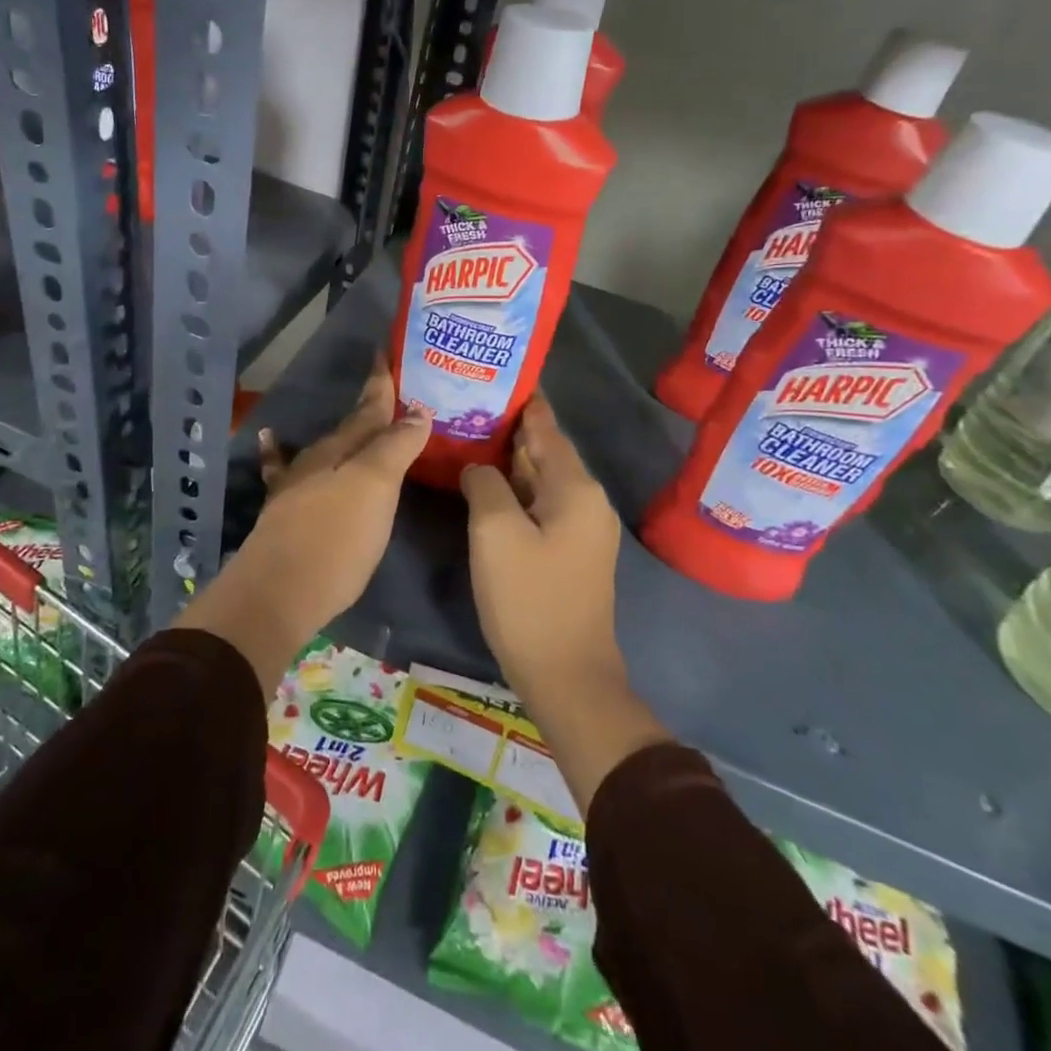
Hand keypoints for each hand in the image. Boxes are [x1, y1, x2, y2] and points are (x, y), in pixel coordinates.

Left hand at [175, 355, 426, 690]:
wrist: (277, 593)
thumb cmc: (336, 539)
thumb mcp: (375, 488)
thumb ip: (395, 447)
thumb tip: (418, 410)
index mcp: (342, 449)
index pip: (369, 408)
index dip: (381, 385)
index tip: (386, 355)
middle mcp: (317, 460)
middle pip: (350, 428)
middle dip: (371, 410)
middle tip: (392, 393)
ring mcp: (296, 486)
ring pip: (326, 449)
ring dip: (345, 435)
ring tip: (359, 423)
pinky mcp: (283, 513)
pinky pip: (283, 470)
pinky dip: (278, 452)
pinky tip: (270, 438)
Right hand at [463, 394, 668, 816]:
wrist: (567, 676)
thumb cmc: (529, 599)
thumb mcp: (495, 533)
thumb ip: (484, 483)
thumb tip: (478, 466)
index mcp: (575, 486)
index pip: (544, 426)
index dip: (519, 399)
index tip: (490, 374)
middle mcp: (585, 499)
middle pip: (543, 449)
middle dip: (507, 427)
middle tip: (464, 403)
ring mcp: (580, 527)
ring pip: (539, 478)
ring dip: (507, 459)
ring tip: (468, 435)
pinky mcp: (569, 550)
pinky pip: (539, 503)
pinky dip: (513, 489)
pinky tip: (484, 484)